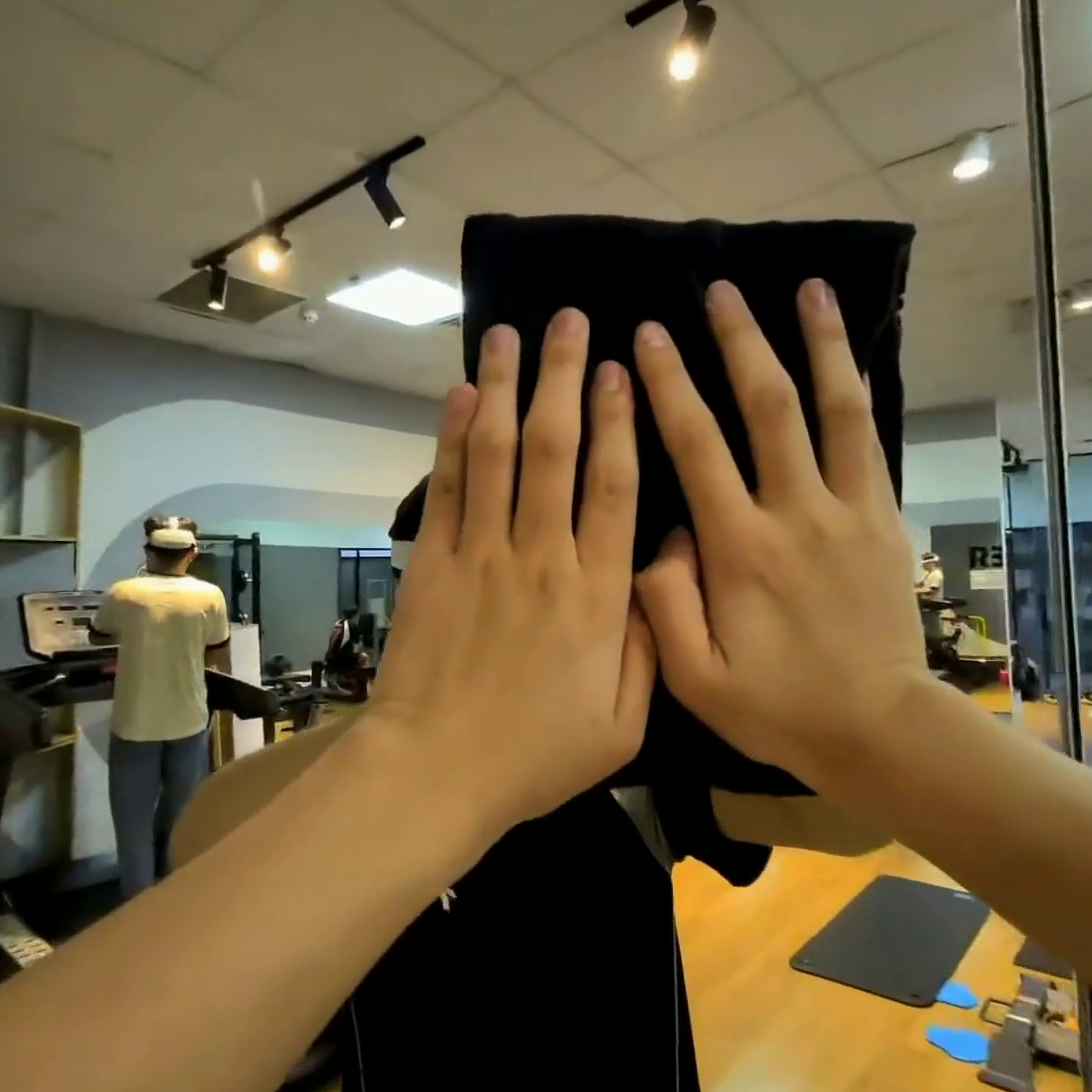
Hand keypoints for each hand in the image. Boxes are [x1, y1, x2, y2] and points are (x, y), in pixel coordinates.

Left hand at [370, 309, 655, 830]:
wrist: (438, 771)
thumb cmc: (535, 754)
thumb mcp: (622, 723)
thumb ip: (649, 644)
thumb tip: (659, 573)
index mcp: (596, 595)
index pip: (613, 487)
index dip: (619, 421)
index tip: (620, 368)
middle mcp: (541, 556)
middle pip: (555, 450)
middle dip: (562, 378)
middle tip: (567, 320)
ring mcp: (481, 554)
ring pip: (497, 452)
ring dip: (504, 387)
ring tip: (508, 333)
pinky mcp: (433, 561)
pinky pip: (447, 486)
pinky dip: (451, 436)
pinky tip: (459, 393)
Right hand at [631, 278, 930, 787]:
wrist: (877, 729)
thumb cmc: (777, 706)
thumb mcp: (694, 678)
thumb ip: (663, 602)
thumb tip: (661, 534)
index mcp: (739, 548)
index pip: (697, 447)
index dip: (669, 387)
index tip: (648, 337)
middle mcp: (794, 513)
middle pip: (767, 408)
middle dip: (739, 343)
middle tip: (717, 290)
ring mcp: (847, 510)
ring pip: (832, 409)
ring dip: (817, 344)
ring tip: (807, 288)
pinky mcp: (882, 518)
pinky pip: (869, 440)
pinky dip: (856, 390)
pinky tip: (848, 354)